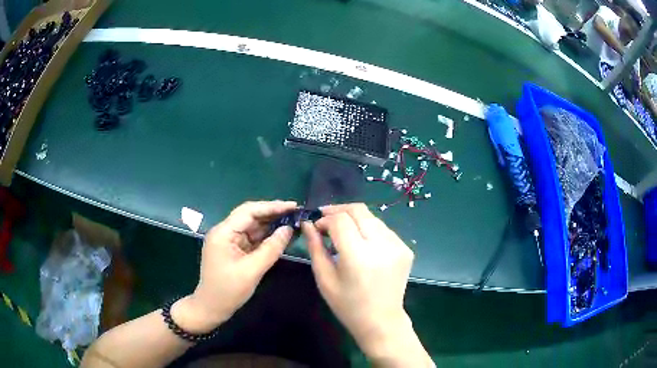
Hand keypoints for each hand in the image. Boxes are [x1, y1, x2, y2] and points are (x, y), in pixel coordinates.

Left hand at [172, 201, 295, 332]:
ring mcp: (228, 240)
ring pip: (252, 226)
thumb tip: (288, 229)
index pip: (249, 212)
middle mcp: (224, 232)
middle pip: (250, 216)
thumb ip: (271, 249)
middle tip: (296, 213)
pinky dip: (266, 236)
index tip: (293, 206)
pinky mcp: (233, 249)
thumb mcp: (252, 271)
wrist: (211, 308)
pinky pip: (251, 238)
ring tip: (293, 221)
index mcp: (223, 233)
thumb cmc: (228, 291)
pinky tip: (280, 235)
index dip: (272, 207)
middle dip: (273, 213)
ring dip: (271, 224)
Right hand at [302, 204, 431, 365]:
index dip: (325, 218)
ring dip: (354, 219)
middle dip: (339, 211)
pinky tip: (361, 243)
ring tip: (342, 232)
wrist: (381, 321)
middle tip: (325, 219)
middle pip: (359, 210)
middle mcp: (382, 245)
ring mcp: (398, 245)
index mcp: (358, 255)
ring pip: (372, 217)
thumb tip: (308, 223)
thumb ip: (315, 247)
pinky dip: (368, 229)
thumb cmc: (347, 305)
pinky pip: (383, 229)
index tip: (316, 226)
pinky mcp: (406, 248)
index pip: (340, 220)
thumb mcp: (325, 278)